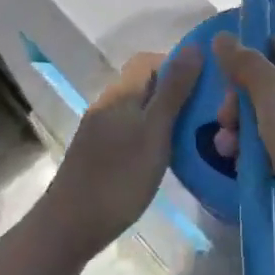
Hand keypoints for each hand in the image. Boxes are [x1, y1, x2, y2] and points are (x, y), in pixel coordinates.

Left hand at [39, 46, 201, 262]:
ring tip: (190, 134)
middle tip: (204, 112)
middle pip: (143, 83)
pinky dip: (149, 133)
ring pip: (137, 108)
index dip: (177, 64)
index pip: (148, 59)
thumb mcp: (155, 132)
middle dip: (174, 90)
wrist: (69, 227)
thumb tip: (194, 47)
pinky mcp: (96, 152)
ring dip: (162, 114)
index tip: (204, 84)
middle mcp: (107, 104)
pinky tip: (163, 155)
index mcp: (120, 93)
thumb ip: (174, 90)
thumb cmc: (119, 178)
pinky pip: (129, 129)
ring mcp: (98, 129)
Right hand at [210, 34, 274, 257]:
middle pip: (271, 84)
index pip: (272, 45)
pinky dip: (268, 158)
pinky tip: (252, 174)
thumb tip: (222, 35)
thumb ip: (246, 66)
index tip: (222, 87)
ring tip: (229, 157)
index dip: (244, 61)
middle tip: (225, 129)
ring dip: (247, 135)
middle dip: (240, 105)